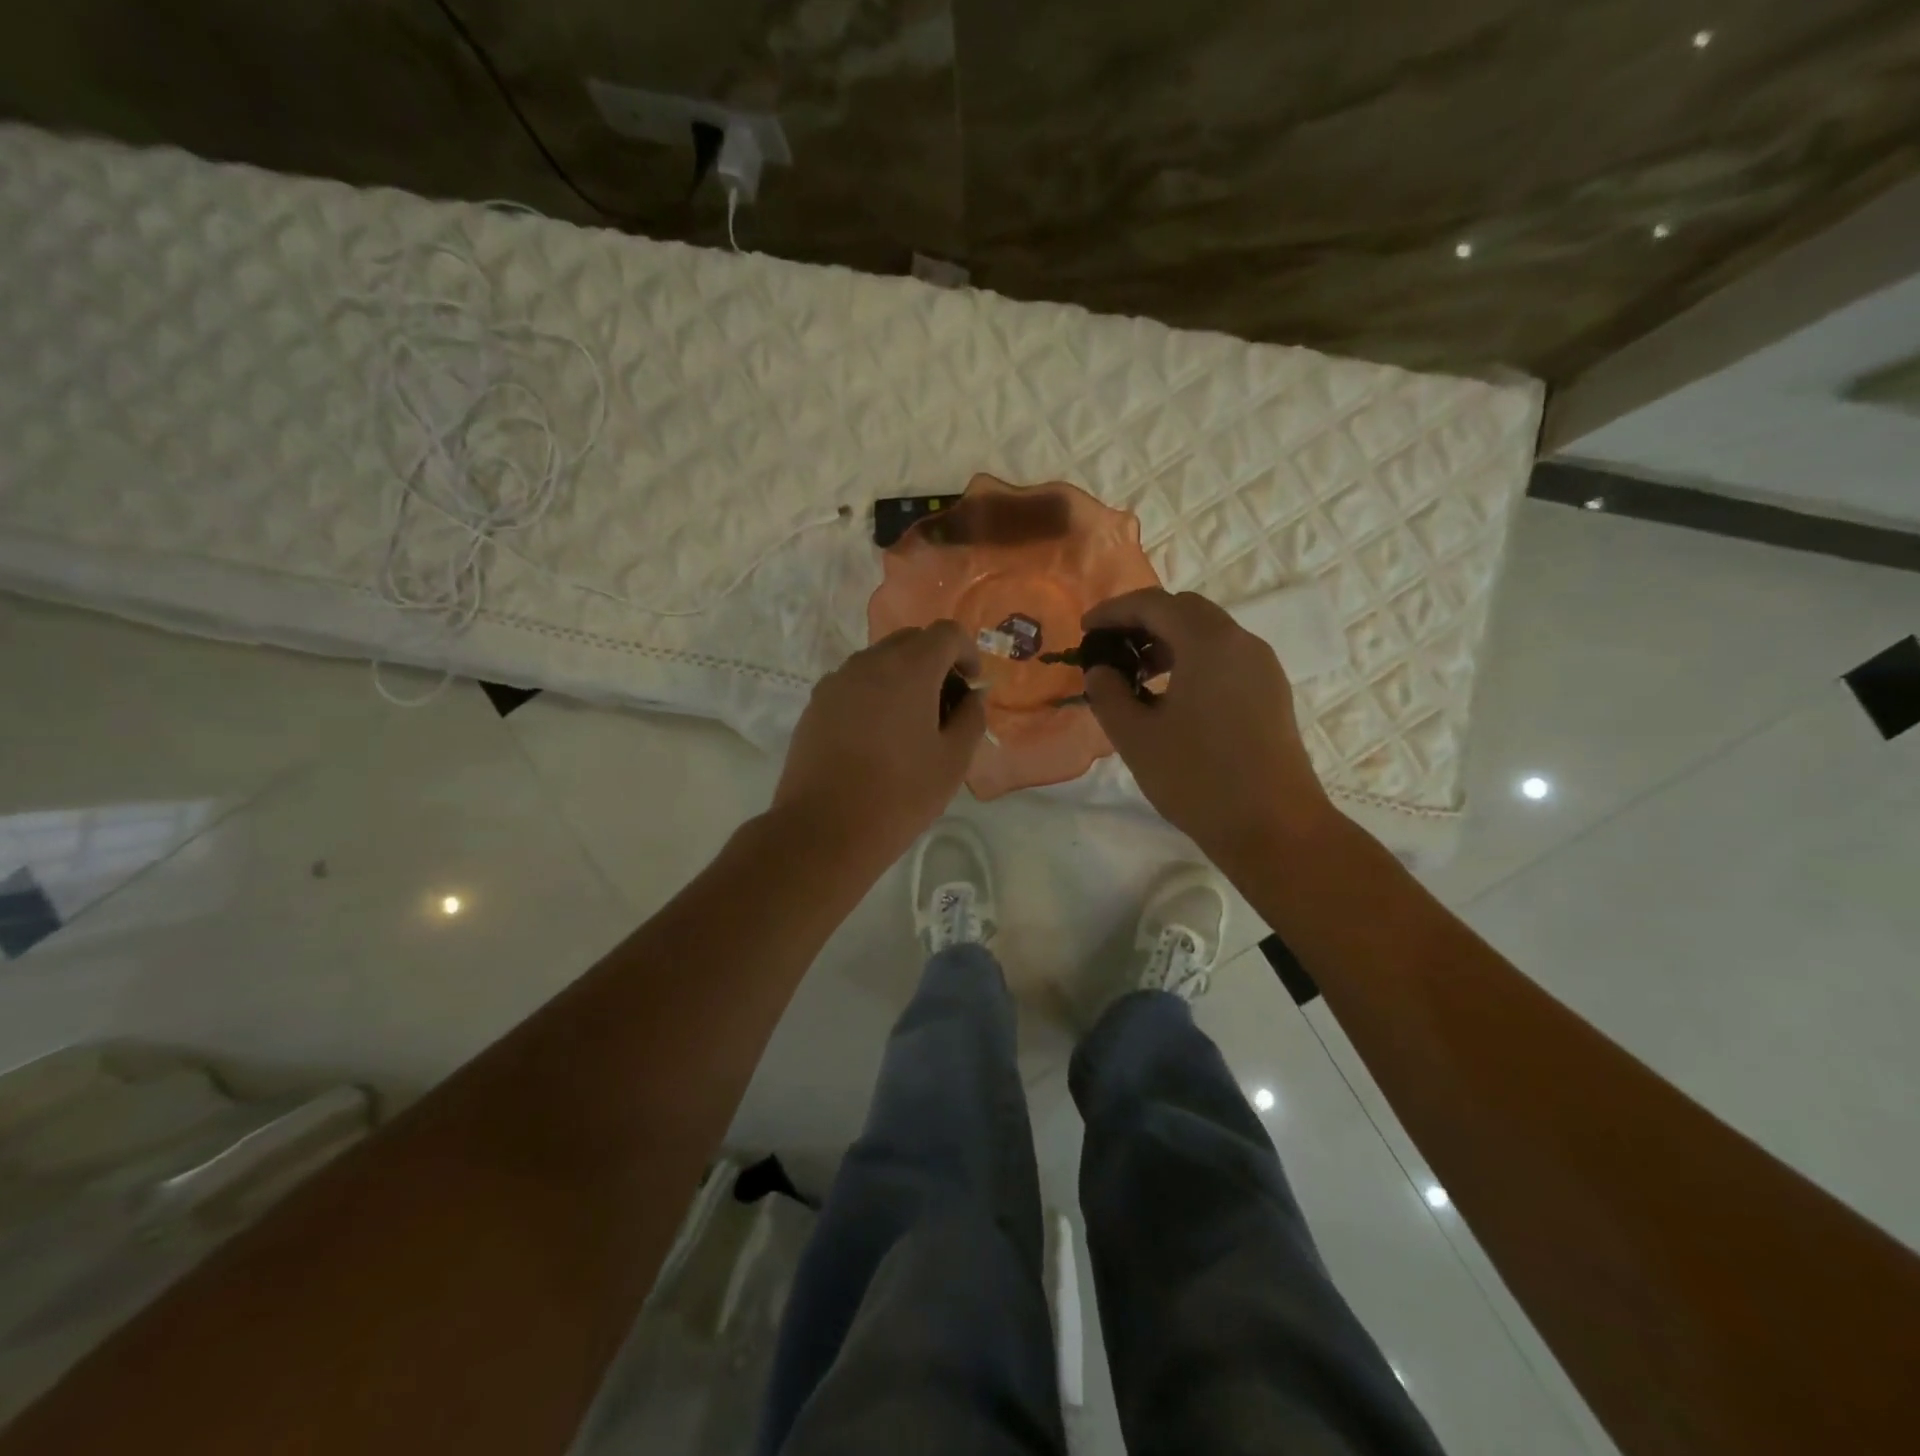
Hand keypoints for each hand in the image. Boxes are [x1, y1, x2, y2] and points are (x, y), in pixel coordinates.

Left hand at [772, 621, 984, 868]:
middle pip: (910, 640)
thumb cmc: (900, 795)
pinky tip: (877, 737)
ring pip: (879, 661)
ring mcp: (836, 681)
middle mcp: (869, 663)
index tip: (971, 687)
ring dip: (903, 677)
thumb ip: (971, 718)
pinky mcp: (815, 704)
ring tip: (911, 725)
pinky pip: (854, 683)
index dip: (967, 653)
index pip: (946, 633)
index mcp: (909, 669)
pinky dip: (875, 693)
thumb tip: (972, 696)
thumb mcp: (953, 761)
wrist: (824, 829)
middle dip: (935, 662)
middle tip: (946, 705)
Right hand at [1081, 589, 1333, 867]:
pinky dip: (1193, 661)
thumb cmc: (1198, 779)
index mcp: (1209, 643)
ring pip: (1209, 633)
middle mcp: (1241, 643)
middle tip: (1111, 649)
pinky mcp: (1271, 693)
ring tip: (1137, 676)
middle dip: (1143, 621)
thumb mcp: (1136, 737)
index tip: (1085, 630)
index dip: (1114, 611)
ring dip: (1168, 642)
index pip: (1154, 604)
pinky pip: (1226, 658)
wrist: (1274, 828)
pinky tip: (1172, 698)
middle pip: (1186, 610)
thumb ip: (1108, 694)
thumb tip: (1101, 671)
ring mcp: (1263, 667)